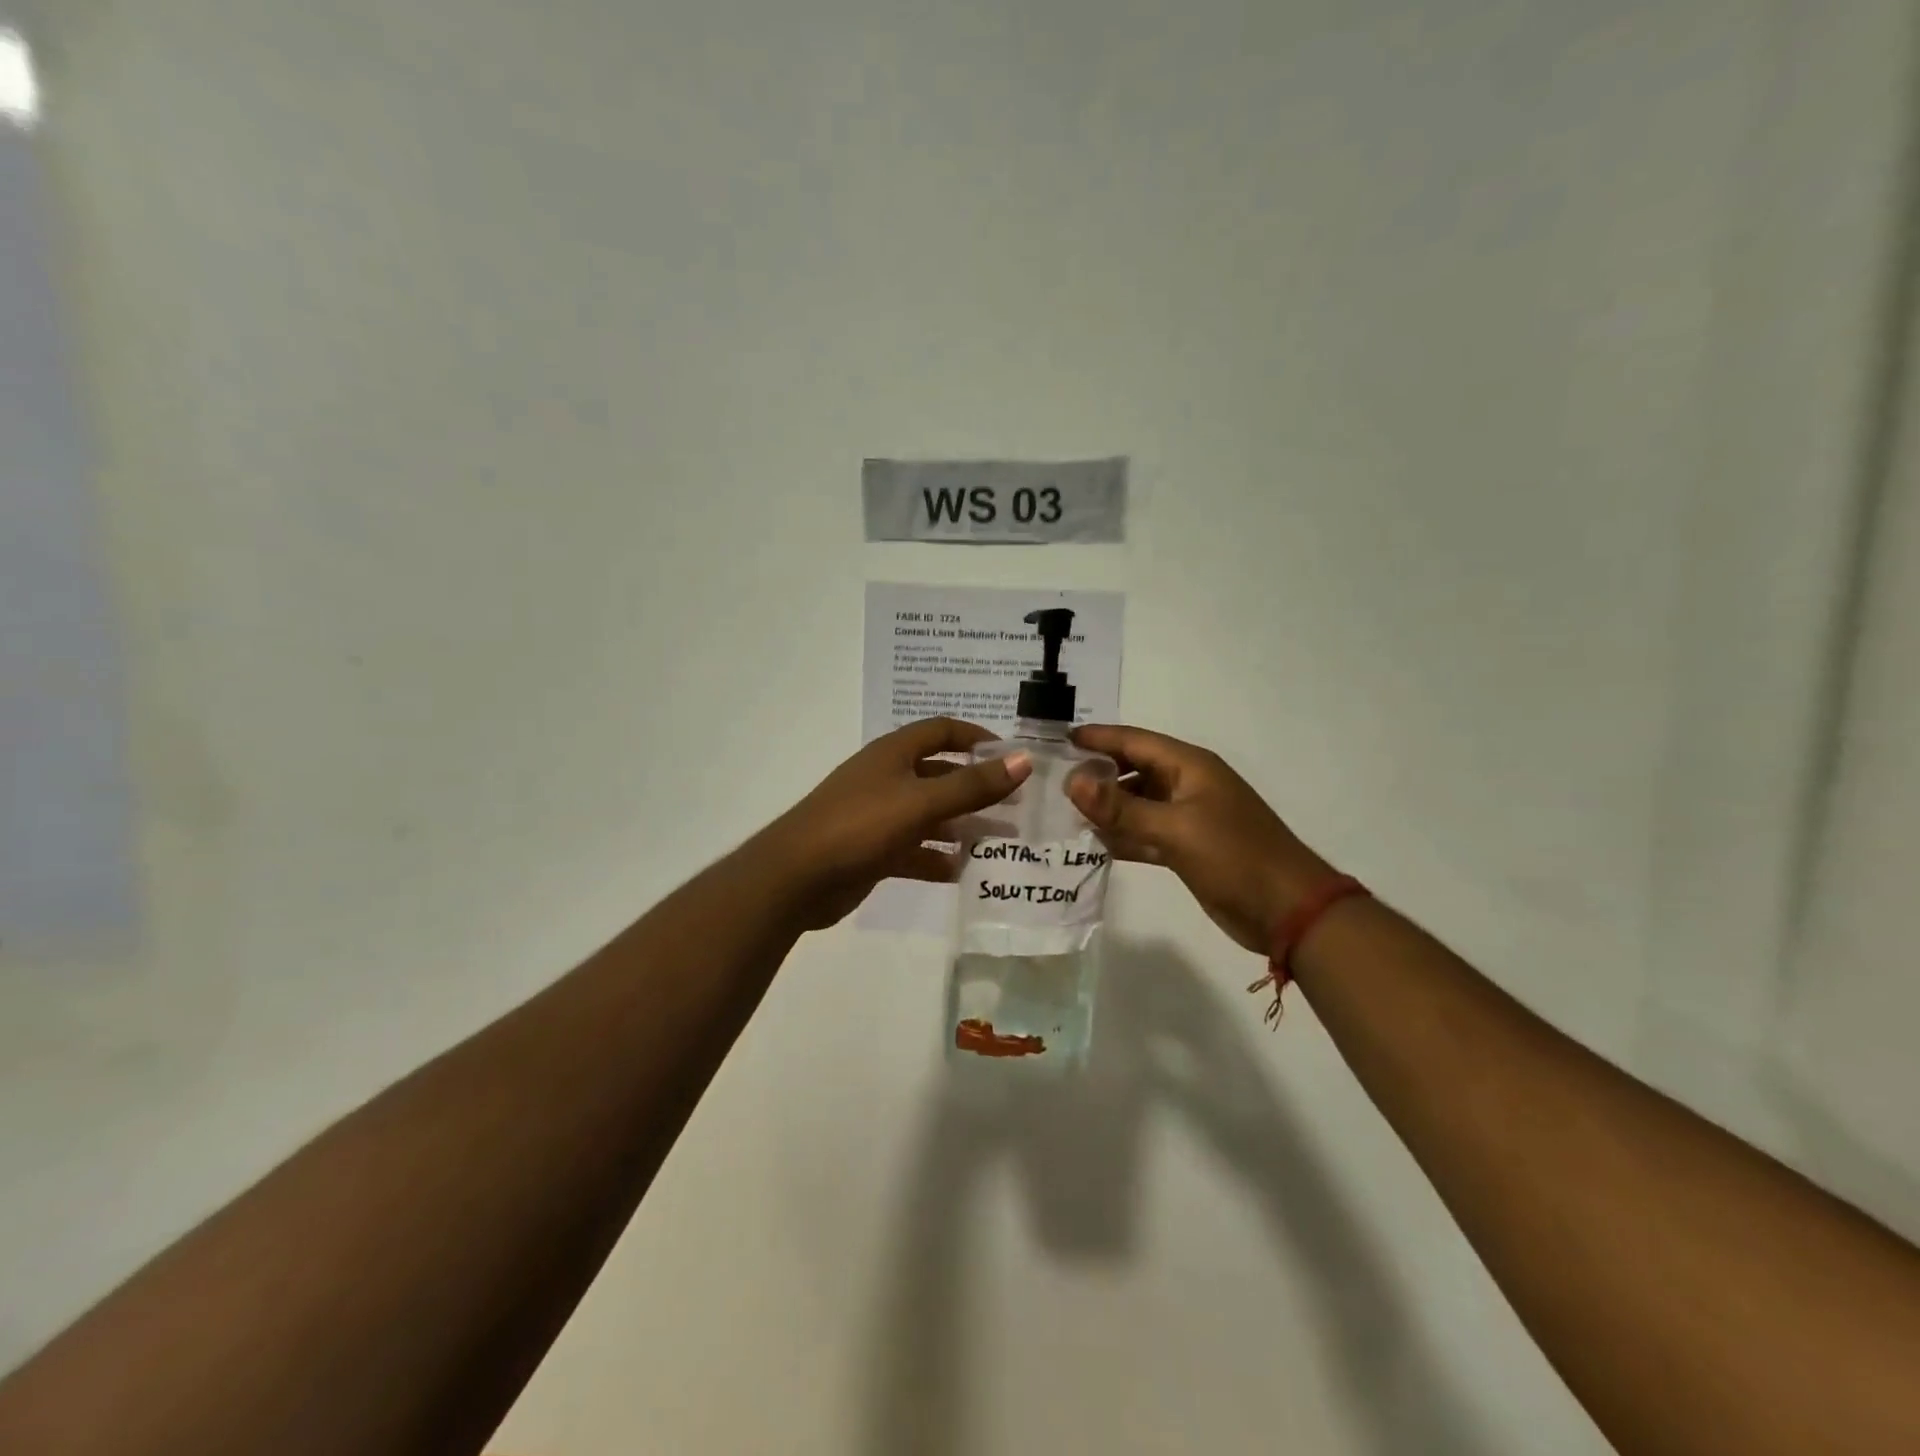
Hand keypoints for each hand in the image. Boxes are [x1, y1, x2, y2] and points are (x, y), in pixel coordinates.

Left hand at [759, 718, 1032, 929]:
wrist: (796, 877)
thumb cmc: (860, 825)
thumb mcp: (921, 802)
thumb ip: (973, 785)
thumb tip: (1023, 760)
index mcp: (894, 754)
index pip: (942, 730)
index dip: (977, 737)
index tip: (1011, 756)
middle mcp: (887, 778)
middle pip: (940, 774)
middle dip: (977, 787)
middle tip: (1016, 805)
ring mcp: (879, 816)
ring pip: (930, 815)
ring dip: (963, 825)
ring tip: (1001, 840)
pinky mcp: (874, 850)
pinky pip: (915, 849)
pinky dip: (938, 858)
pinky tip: (963, 871)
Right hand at [1066, 724, 1333, 954]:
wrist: (1287, 910)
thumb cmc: (1234, 857)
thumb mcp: (1174, 828)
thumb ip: (1121, 807)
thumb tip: (1072, 781)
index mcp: (1190, 767)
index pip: (1135, 741)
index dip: (1099, 738)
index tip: (1061, 739)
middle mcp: (1187, 785)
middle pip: (1134, 770)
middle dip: (1098, 773)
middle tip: (1055, 781)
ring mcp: (1188, 818)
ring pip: (1138, 804)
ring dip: (1108, 808)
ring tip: (1067, 812)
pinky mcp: (1187, 848)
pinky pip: (1146, 833)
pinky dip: (1123, 836)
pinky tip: (1095, 843)